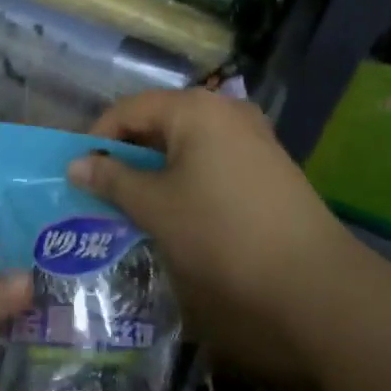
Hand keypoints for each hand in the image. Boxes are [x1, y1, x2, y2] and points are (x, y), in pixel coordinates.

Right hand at [69, 90, 352, 384]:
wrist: (313, 282)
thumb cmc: (220, 233)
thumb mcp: (155, 206)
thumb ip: (112, 179)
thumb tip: (76, 164)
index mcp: (194, 108)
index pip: (128, 110)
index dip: (97, 139)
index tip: (78, 174)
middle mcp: (226, 111)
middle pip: (158, 123)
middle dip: (127, 156)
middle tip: (102, 192)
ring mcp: (253, 138)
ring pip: (186, 145)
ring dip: (155, 171)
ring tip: (135, 206)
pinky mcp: (269, 167)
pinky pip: (212, 162)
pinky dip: (186, 180)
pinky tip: (179, 213)